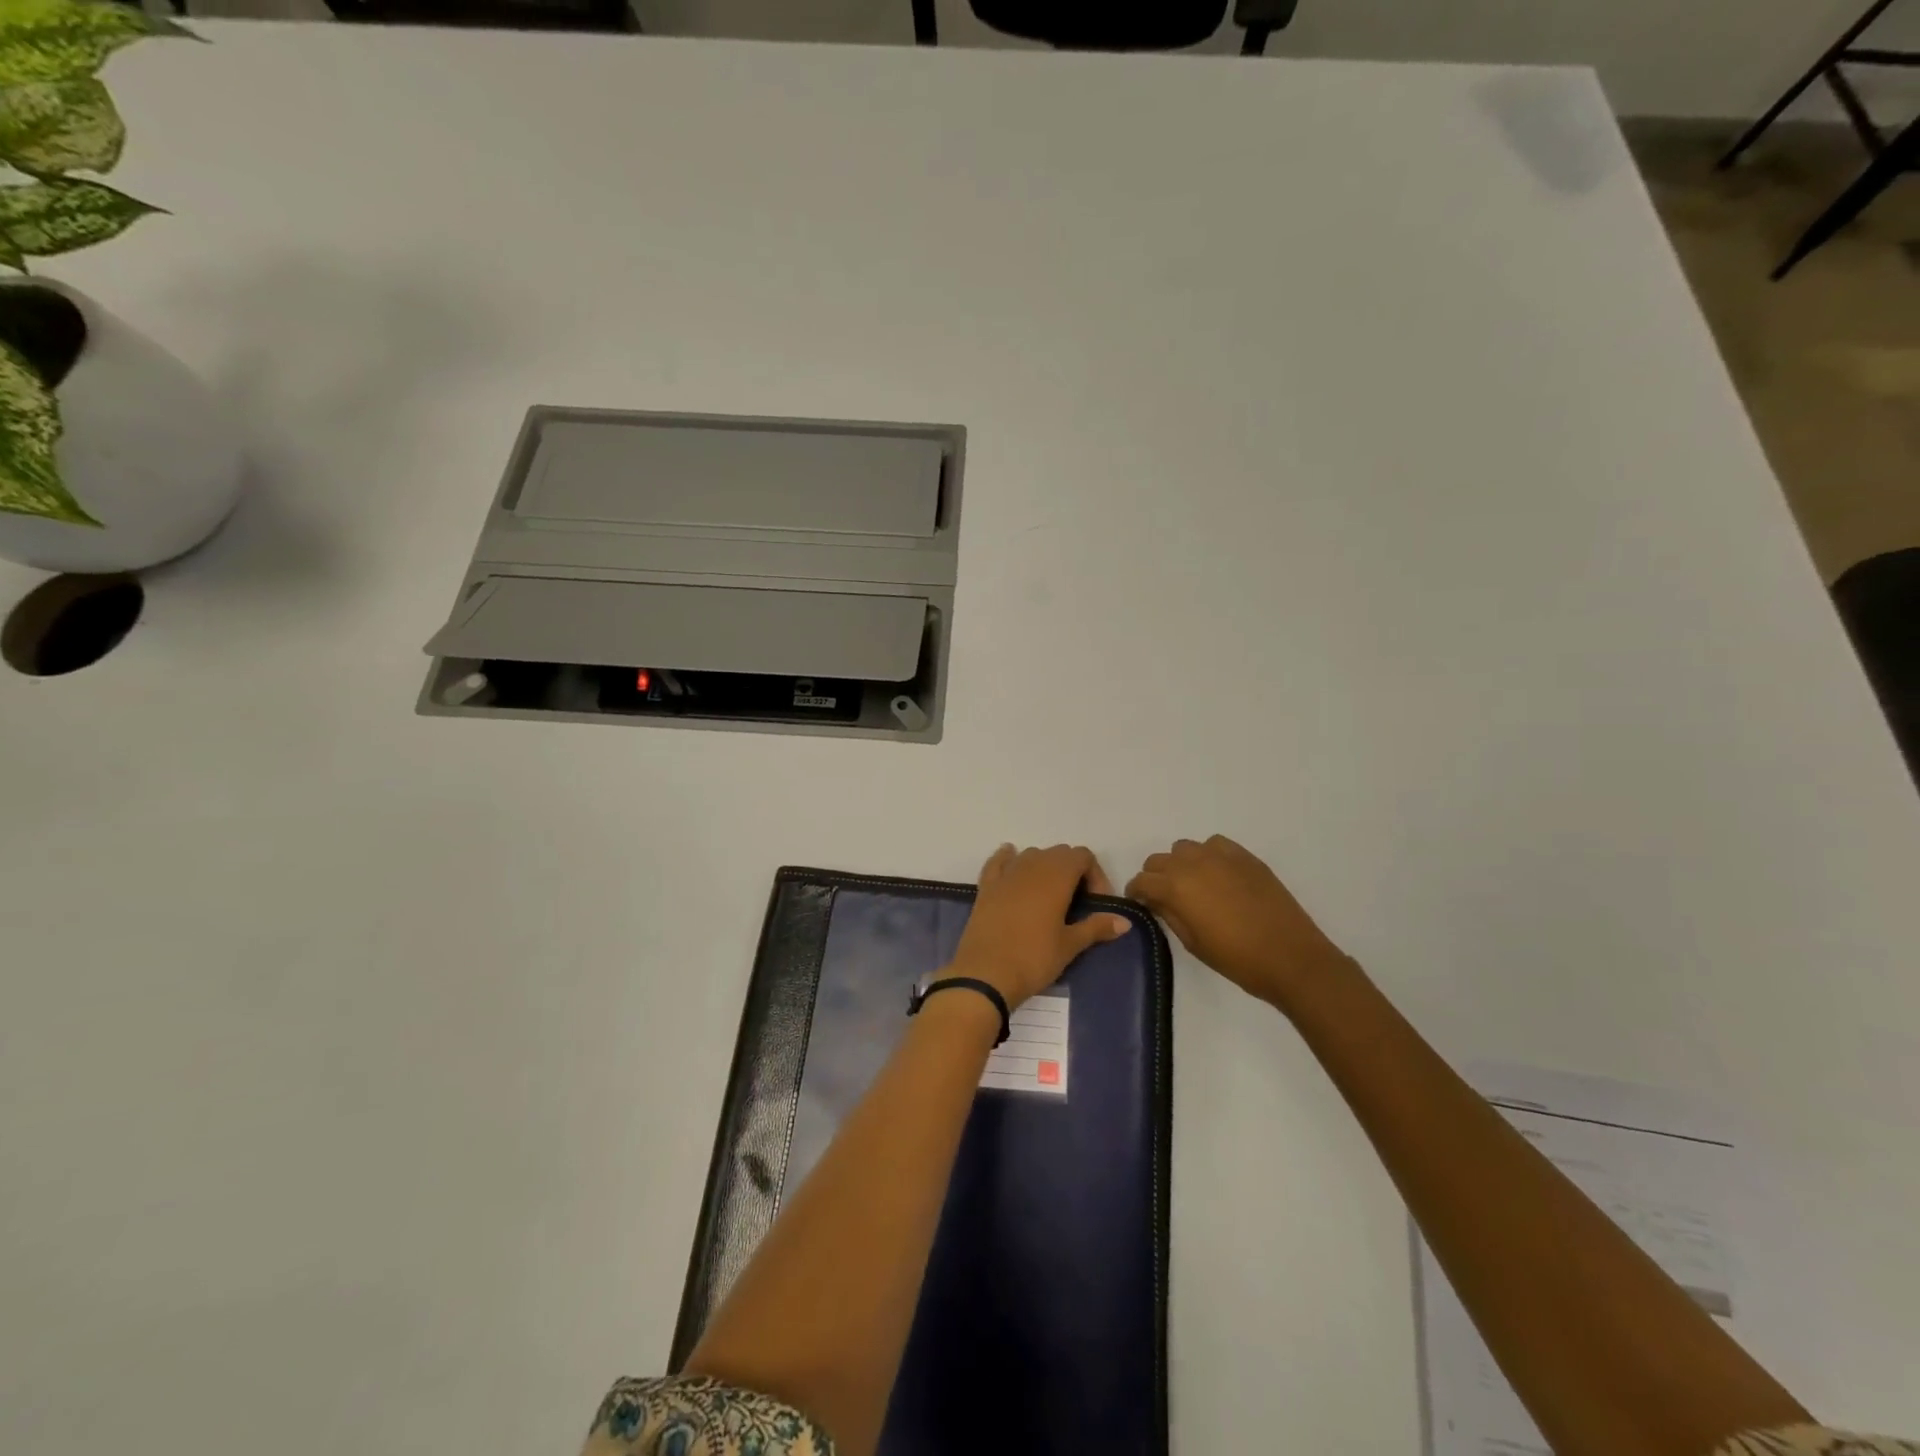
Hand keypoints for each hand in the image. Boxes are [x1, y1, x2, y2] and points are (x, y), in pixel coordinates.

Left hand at [948, 844, 1131, 1006]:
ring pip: (1031, 855)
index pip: (1082, 856)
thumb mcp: (1070, 945)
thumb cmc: (1033, 959)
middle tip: (1077, 904)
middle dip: (1073, 872)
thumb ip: (1096, 927)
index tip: (1096, 904)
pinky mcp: (985, 887)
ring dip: (1045, 867)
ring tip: (1050, 897)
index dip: (1095, 875)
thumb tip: (1125, 921)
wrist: (985, 974)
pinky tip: (1012, 865)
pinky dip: (1008, 859)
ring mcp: (1006, 874)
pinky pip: (999, 862)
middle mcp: (1031, 866)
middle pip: (1058, 853)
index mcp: (1056, 877)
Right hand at [1126, 835, 1349, 1010]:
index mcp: (1176, 887)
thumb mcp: (1193, 943)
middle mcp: (1193, 863)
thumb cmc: (1237, 959)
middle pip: (1159, 859)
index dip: (1136, 892)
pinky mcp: (1245, 857)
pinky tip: (1217, 874)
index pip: (1142, 880)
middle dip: (1155, 876)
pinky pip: (1214, 844)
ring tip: (1192, 884)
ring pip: (1185, 848)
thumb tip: (1157, 900)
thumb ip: (1170, 915)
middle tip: (1163, 897)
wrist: (1291, 957)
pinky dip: (1208, 855)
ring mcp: (1221, 856)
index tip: (1140, 903)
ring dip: (1180, 863)